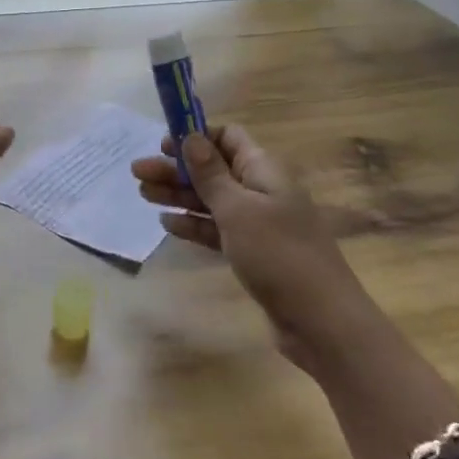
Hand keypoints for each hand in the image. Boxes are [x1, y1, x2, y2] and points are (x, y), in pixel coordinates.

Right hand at [131, 125, 361, 359]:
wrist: (321, 322)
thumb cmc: (279, 255)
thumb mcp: (238, 209)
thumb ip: (211, 173)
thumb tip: (191, 136)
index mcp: (264, 170)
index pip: (228, 137)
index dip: (196, 136)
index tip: (162, 144)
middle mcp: (261, 190)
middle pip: (213, 169)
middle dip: (176, 168)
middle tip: (137, 172)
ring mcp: (258, 224)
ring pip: (211, 200)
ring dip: (178, 195)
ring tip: (143, 194)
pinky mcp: (252, 253)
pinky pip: (216, 229)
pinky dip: (193, 224)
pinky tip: (167, 225)